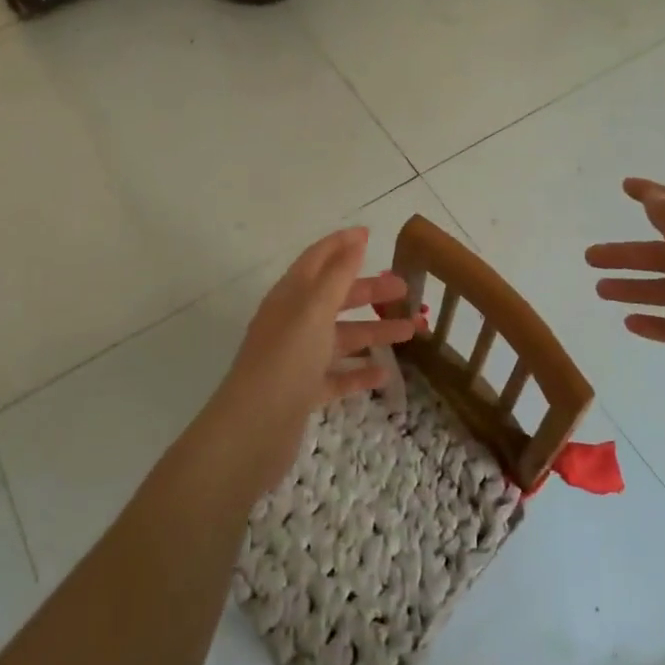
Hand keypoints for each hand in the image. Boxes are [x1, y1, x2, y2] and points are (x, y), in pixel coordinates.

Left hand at [210, 227, 416, 488]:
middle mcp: (293, 323)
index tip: (370, 234)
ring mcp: (297, 359)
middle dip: (370, 290)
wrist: (253, 430)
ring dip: (374, 332)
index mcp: (290, 297)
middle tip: (406, 289)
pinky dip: (360, 372)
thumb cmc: (286, 360)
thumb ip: (337, 275)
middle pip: (335, 298)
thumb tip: (355, 240)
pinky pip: (337, 376)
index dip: (342, 244)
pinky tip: (385, 374)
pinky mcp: (303, 392)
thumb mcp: (314, 309)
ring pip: (341, 337)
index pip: (317, 260)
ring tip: (412, 331)